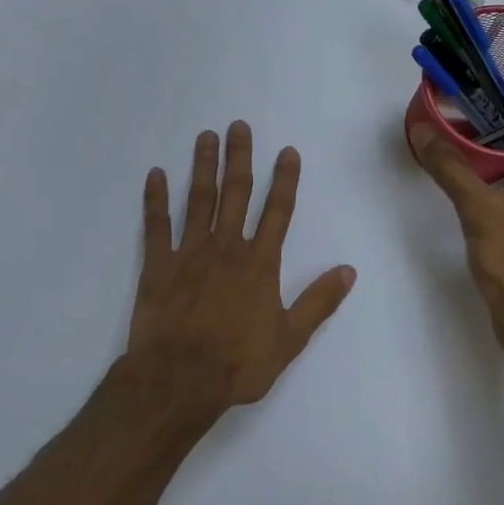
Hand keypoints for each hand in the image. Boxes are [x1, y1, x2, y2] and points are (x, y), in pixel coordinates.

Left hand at [128, 121, 356, 416]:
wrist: (180, 379)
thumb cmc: (238, 363)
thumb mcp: (290, 339)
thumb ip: (318, 302)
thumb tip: (349, 270)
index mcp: (259, 264)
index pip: (277, 212)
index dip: (284, 180)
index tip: (286, 151)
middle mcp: (226, 248)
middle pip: (236, 194)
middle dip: (239, 158)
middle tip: (238, 125)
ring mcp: (189, 253)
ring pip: (198, 200)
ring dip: (203, 166)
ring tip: (205, 137)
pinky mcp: (158, 264)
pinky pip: (156, 225)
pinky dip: (155, 198)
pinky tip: (155, 174)